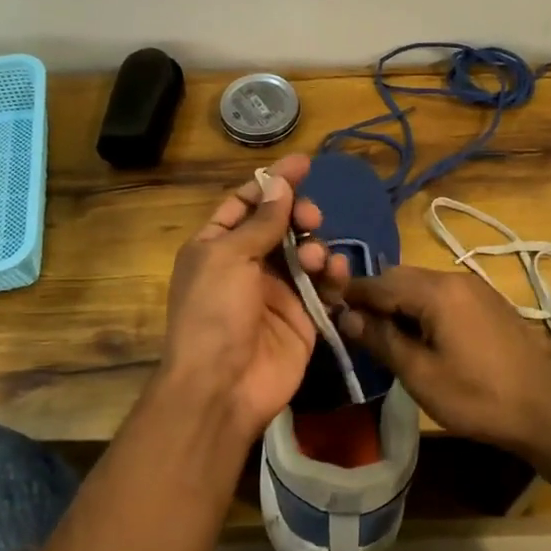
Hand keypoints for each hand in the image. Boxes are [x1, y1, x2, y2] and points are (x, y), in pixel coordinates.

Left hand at [160, 153, 347, 439]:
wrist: (223, 387)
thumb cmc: (214, 313)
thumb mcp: (228, 258)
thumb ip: (260, 221)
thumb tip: (280, 185)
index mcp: (217, 246)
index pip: (246, 202)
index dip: (273, 182)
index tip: (304, 163)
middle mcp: (247, 264)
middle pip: (281, 224)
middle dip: (299, 215)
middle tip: (310, 219)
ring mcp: (277, 291)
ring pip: (306, 252)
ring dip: (315, 247)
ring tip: (315, 260)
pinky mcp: (304, 316)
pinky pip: (324, 286)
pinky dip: (334, 275)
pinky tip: (337, 275)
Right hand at [338, 266, 550, 456]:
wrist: (544, 410)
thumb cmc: (477, 396)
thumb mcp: (419, 374)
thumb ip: (381, 339)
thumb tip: (346, 316)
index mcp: (437, 291)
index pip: (380, 282)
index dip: (351, 293)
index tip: (326, 306)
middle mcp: (455, 278)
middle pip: (402, 277)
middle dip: (375, 296)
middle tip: (352, 325)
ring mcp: (476, 288)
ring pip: (423, 285)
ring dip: (399, 302)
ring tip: (382, 333)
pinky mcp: (489, 303)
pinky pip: (444, 295)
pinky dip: (423, 307)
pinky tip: (419, 334)